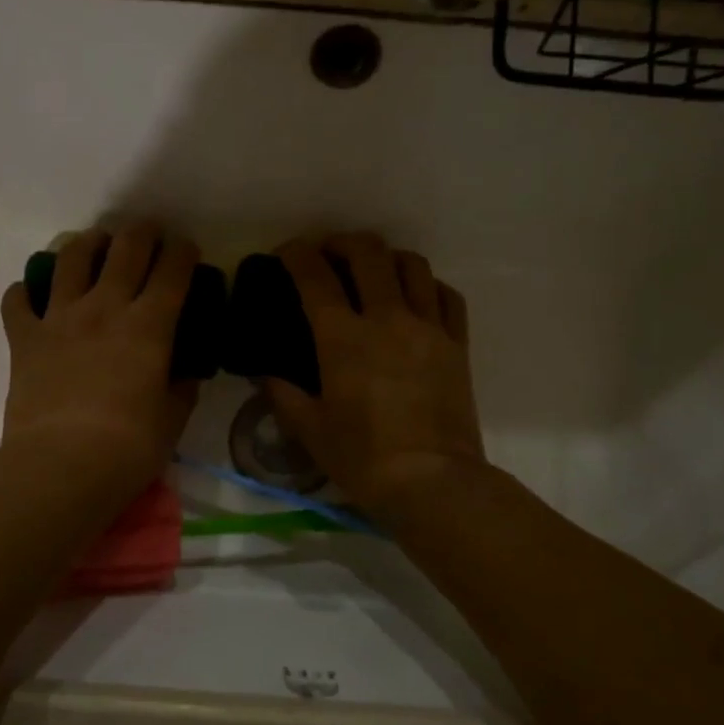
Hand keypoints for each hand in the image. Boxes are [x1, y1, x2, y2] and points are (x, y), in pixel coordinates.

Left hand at [0, 222, 200, 497]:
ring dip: (87, 244)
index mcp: (149, 326)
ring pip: (71, 259)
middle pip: (125, 249)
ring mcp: (59, 318)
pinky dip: (25, 291)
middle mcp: (105, 308)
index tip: (186, 248)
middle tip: (147, 234)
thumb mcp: (172, 419)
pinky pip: (18, 300)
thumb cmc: (128, 448)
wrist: (60, 466)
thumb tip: (184, 371)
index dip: (183, 251)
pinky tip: (32, 294)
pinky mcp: (24, 337)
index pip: (172, 270)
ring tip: (94, 245)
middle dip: (141, 232)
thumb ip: (181, 387)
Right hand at [261, 233, 486, 517]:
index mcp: (343, 338)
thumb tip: (266, 374)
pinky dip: (427, 285)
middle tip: (328, 252)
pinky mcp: (457, 344)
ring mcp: (428, 327)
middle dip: (342, 242)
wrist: (433, 482)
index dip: (296, 255)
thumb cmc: (363, 458)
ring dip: (386, 258)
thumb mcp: (310, 429)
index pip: (315, 276)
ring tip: (373, 270)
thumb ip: (283, 394)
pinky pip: (446, 295)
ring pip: (412, 265)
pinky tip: (415, 297)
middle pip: (368, 253)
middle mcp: (387, 318)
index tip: (286, 253)